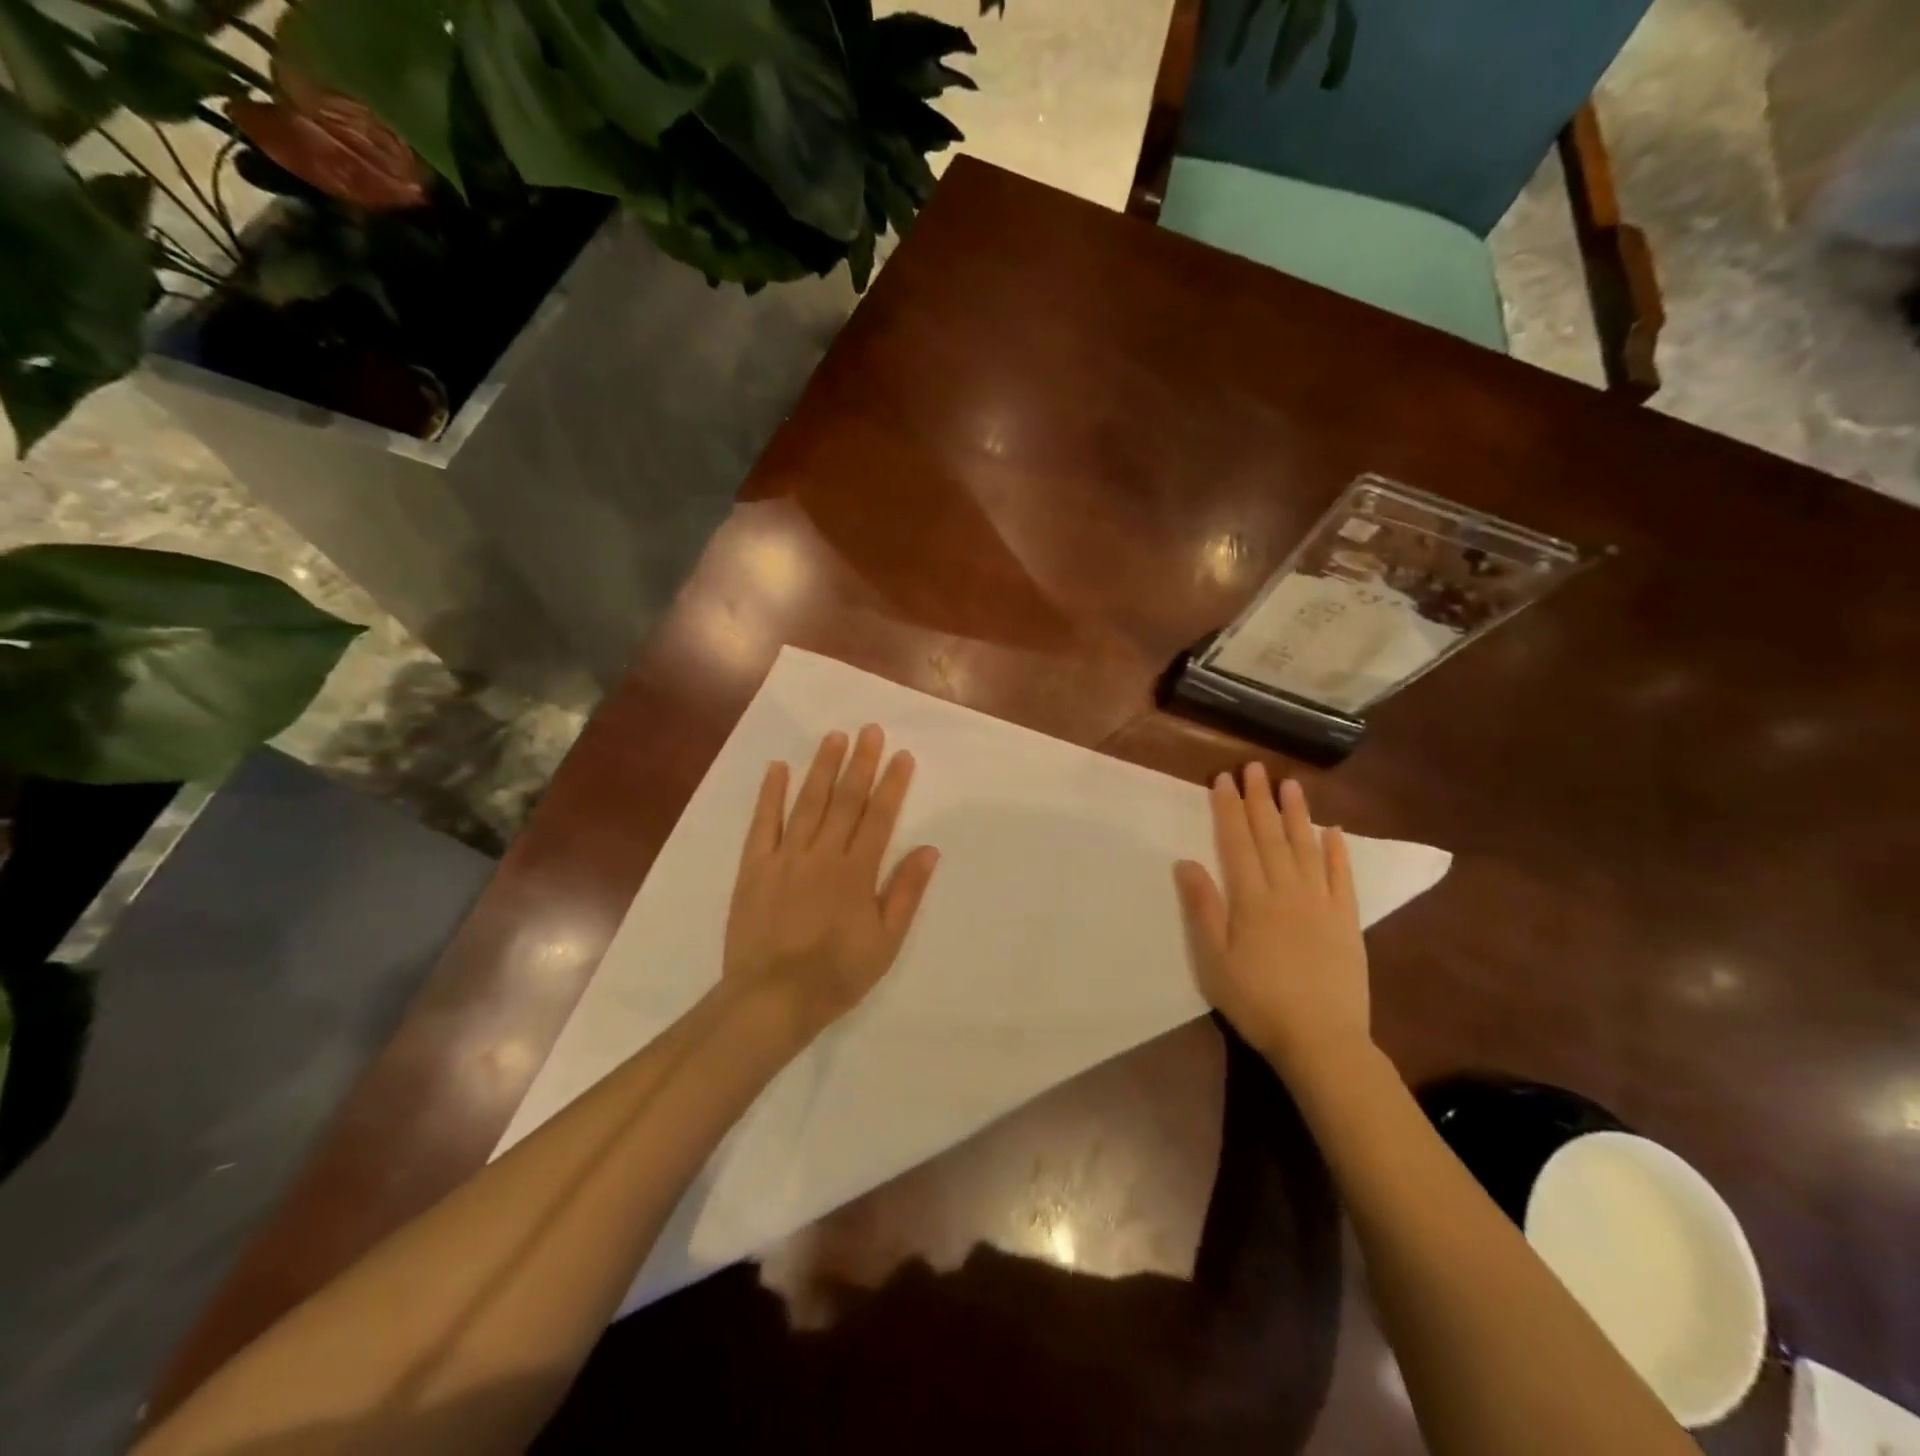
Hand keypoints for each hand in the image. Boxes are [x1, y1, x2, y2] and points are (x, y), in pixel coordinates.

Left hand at [724, 725, 940, 1042]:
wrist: (771, 999)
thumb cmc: (837, 974)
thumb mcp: (885, 942)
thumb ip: (905, 892)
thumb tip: (929, 849)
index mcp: (857, 872)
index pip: (879, 817)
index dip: (892, 784)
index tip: (901, 755)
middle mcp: (823, 854)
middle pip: (845, 800)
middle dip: (860, 763)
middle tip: (870, 730)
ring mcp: (785, 857)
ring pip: (807, 803)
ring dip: (822, 768)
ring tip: (834, 737)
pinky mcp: (754, 868)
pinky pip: (762, 824)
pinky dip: (770, 795)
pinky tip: (777, 769)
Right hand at [1173, 764, 1371, 1078]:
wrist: (1321, 1040)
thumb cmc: (1256, 1002)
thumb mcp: (1214, 960)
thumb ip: (1203, 908)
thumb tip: (1186, 862)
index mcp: (1251, 899)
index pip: (1237, 843)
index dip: (1228, 809)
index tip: (1223, 780)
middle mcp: (1287, 891)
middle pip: (1270, 836)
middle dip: (1259, 800)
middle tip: (1254, 767)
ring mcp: (1321, 903)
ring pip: (1306, 848)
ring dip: (1296, 814)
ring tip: (1290, 784)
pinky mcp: (1347, 921)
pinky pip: (1342, 877)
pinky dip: (1337, 851)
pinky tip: (1333, 830)